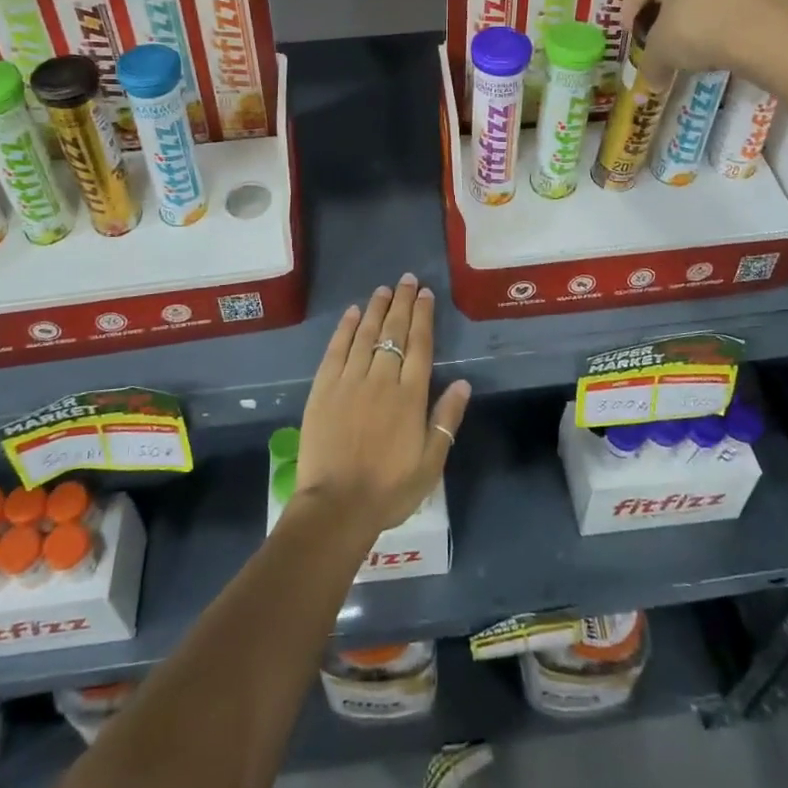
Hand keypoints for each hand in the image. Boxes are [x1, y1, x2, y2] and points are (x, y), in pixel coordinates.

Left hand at [296, 274, 470, 537]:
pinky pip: (336, 350)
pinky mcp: (323, 389)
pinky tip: (351, 313)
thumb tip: (464, 383)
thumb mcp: (431, 462)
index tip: (426, 294)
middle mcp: (381, 379)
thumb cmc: (389, 489)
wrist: (337, 506)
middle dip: (402, 303)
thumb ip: (446, 419)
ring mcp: (349, 381)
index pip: (420, 345)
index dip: (424, 317)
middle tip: (407, 280)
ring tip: (384, 289)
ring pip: (365, 334)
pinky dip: (344, 329)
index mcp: (410, 396)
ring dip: (375, 309)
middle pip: (394, 332)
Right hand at [620, 0, 787, 84]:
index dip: (631, 7)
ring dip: (694, 2)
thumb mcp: (662, 47)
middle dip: (664, 0)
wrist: (770, 33)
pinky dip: (721, 5)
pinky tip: (717, 31)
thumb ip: (650, 62)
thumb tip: (649, 85)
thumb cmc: (700, 26)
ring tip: (689, 32)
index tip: (631, 30)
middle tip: (657, 27)